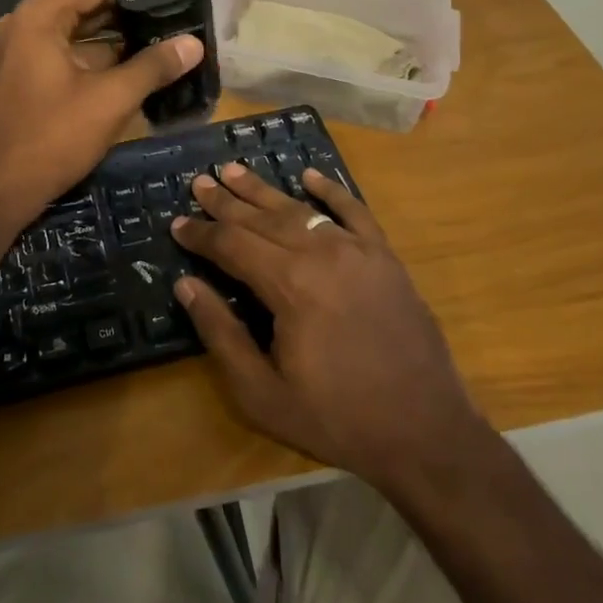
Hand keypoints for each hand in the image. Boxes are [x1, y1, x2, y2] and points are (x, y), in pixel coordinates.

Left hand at [0, 0, 202, 234]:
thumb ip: (153, 66)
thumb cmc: (53, 137)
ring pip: (84, 27)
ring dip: (121, 34)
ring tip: (168, 39)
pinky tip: (141, 65)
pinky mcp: (32, 71)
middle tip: (180, 18)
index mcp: (42, 15)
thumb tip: (194, 43)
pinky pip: (73, 49)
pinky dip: (104, 54)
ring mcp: (28, 46)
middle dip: (134, 9)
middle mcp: (31, 21)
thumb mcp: (110, 100)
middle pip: (90, 0)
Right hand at [173, 164, 489, 498]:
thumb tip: (187, 285)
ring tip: (235, 171)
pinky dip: (331, 190)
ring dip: (264, 190)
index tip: (177, 224)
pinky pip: (354, 211)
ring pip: (300, 210)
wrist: (425, 431)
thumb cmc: (337, 418)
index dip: (201, 234)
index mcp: (289, 285)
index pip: (232, 245)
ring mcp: (357, 250)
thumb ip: (222, 334)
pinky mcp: (385, 257)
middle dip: (226, 202)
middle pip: (262, 219)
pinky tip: (310, 176)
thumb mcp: (263, 394)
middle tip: (199, 182)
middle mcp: (320, 254)